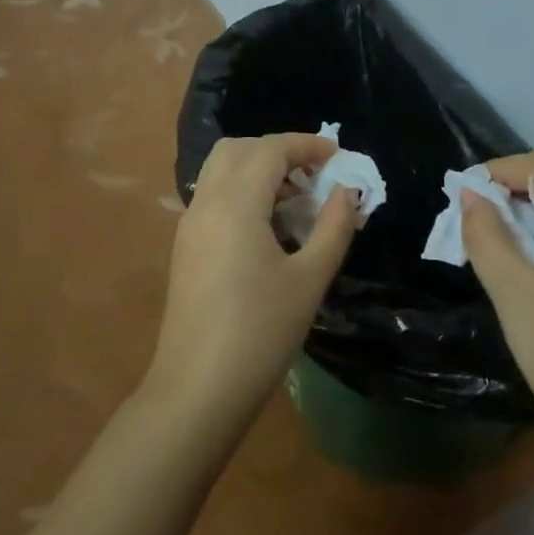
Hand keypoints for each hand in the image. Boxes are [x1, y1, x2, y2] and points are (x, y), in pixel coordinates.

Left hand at [148, 134, 357, 424]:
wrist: (198, 389)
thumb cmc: (260, 332)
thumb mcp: (309, 279)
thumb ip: (333, 227)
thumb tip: (347, 192)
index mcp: (235, 204)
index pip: (270, 150)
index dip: (306, 145)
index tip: (338, 156)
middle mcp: (205, 204)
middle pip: (238, 150)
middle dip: (278, 151)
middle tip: (314, 174)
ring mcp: (190, 226)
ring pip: (221, 172)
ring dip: (258, 170)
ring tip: (297, 200)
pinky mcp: (186, 248)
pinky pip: (214, 197)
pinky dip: (243, 192)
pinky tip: (270, 227)